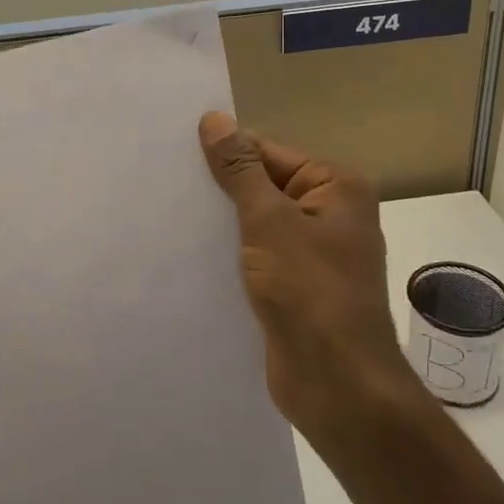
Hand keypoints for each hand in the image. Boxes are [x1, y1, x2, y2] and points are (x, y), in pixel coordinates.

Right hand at [198, 113, 413, 443]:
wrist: (337, 384)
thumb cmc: (309, 290)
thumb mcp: (269, 220)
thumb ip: (239, 170)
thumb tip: (215, 119)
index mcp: (336, 187)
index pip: (270, 153)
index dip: (226, 154)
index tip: (177, 154)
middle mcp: (330, 214)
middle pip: (264, 187)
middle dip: (221, 191)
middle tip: (167, 183)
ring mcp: (315, 254)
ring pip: (258, 225)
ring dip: (223, 225)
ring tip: (171, 215)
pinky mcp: (297, 287)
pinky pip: (258, 257)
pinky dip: (231, 255)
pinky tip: (192, 255)